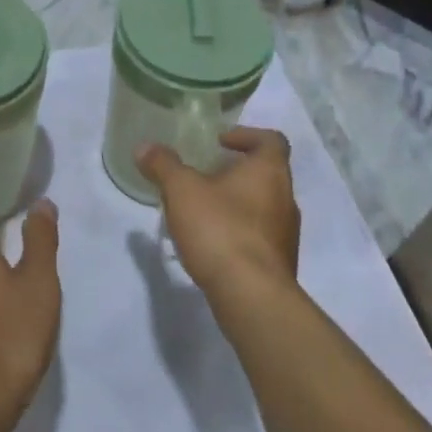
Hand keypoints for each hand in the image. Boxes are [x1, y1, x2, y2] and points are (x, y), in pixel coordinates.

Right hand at [137, 128, 301, 296]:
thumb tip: (145, 147)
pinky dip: (237, 231)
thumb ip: (163, 165)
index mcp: (270, 171)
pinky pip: (258, 236)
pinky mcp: (278, 263)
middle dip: (233, 172)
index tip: (219, 142)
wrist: (251, 296)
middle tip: (201, 175)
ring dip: (235, 203)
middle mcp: (286, 199)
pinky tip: (210, 243)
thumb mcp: (182, 190)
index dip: (246, 135)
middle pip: (265, 173)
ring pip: (262, 206)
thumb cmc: (220, 229)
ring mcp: (286, 234)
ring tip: (200, 210)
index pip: (271, 140)